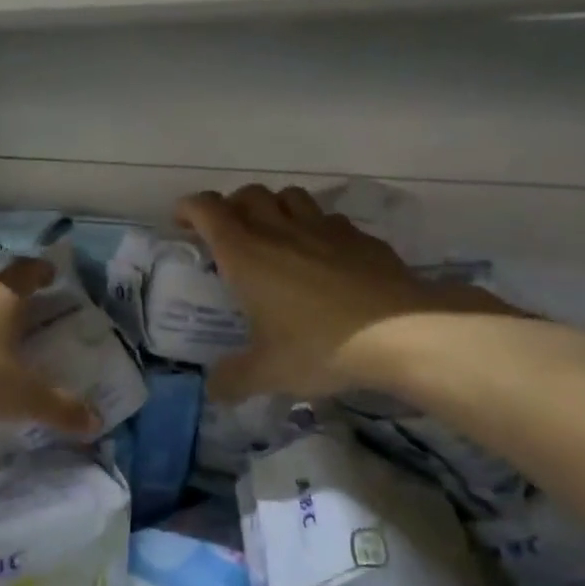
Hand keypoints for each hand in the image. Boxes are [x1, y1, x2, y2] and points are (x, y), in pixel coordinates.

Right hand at [175, 186, 517, 401]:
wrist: (402, 332)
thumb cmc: (321, 346)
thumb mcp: (269, 373)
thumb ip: (234, 379)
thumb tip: (213, 390)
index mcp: (246, 254)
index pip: (208, 210)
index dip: (190, 209)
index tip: (182, 221)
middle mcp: (280, 230)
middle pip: (248, 195)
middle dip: (231, 207)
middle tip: (227, 234)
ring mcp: (324, 229)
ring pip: (290, 197)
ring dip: (273, 208)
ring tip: (273, 235)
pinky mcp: (360, 237)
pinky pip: (328, 219)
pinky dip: (314, 228)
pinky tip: (322, 255)